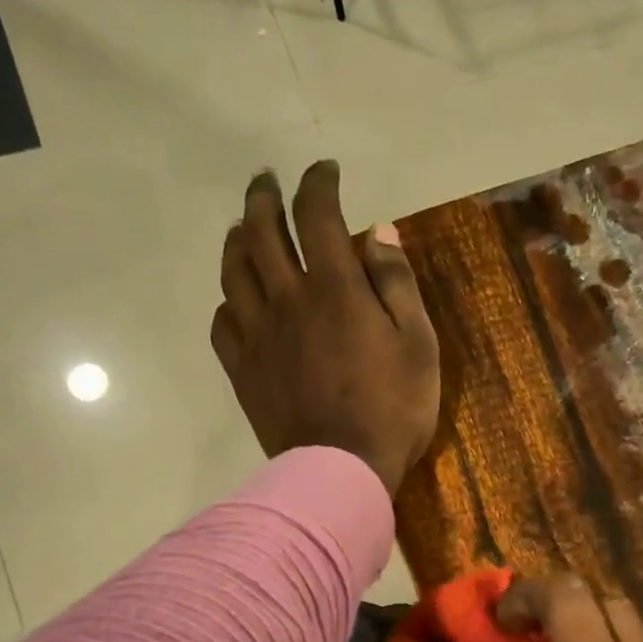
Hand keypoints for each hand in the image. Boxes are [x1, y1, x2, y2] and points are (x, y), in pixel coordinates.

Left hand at [211, 161, 439, 495]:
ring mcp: (258, 335)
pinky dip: (229, 300)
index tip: (325, 171)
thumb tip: (377, 232)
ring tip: (243, 228)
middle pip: (262, 232)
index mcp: (335, 288)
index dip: (319, 184)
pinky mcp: (243, 369)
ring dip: (237, 239)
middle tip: (267, 182)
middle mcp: (288, 299)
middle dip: (264, 198)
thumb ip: (397, 285)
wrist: (342, 470)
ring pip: (234, 270)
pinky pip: (224, 322)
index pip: (317, 215)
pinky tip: (238, 300)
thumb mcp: (418, 346)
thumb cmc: (393, 410)